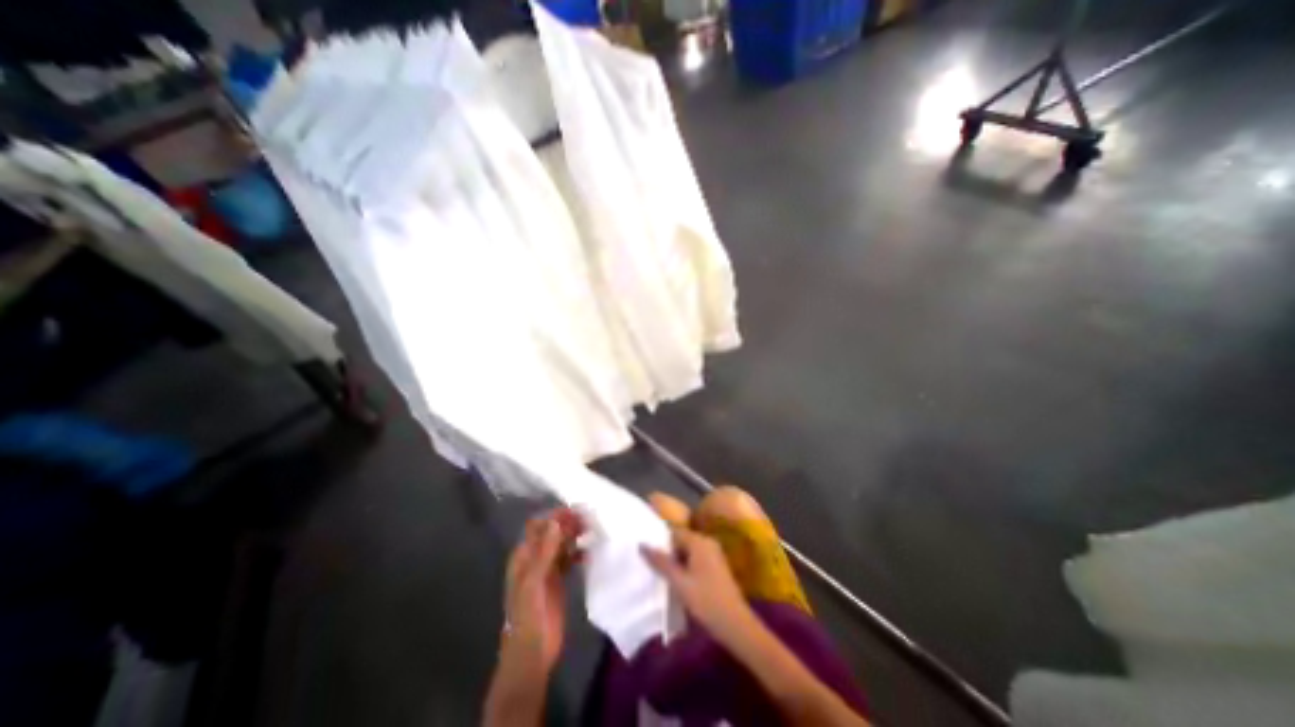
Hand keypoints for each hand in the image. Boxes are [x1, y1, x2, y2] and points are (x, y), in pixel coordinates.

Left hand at [499, 508, 580, 679]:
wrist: (531, 657)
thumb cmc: (527, 619)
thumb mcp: (533, 585)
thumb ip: (544, 553)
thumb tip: (556, 522)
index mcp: (523, 557)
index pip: (538, 527)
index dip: (555, 517)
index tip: (575, 512)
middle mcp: (535, 559)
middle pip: (552, 533)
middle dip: (568, 524)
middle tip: (589, 520)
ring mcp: (547, 570)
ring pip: (562, 544)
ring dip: (574, 536)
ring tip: (593, 531)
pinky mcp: (559, 581)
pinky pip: (569, 559)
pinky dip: (578, 552)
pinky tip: (590, 551)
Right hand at [639, 529, 755, 641]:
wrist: (736, 624)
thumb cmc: (706, 601)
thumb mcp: (679, 582)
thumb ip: (661, 563)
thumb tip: (642, 545)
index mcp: (699, 541)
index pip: (674, 532)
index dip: (659, 541)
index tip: (646, 552)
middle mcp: (707, 542)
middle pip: (681, 541)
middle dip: (667, 552)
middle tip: (651, 566)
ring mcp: (714, 554)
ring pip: (688, 552)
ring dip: (675, 562)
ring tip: (660, 575)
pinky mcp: (716, 567)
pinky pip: (695, 560)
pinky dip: (685, 567)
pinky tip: (676, 582)